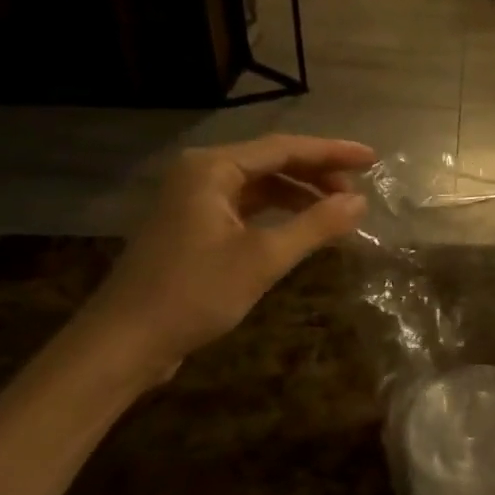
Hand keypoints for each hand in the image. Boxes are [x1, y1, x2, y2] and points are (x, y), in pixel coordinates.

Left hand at [74, 134, 376, 383]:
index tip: (373, 160)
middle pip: (272, 161)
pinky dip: (277, 214)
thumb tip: (360, 202)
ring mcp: (194, 200)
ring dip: (299, 195)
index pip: (285, 147)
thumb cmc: (193, 294)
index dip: (333, 152)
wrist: (121, 346)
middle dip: (317, 173)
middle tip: (358, 191)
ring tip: (337, 211)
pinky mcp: (193, 226)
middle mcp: (201, 173)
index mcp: (212, 167)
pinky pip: (246, 207)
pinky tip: (302, 229)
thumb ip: (315, 225)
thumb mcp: (263, 259)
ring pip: (260, 185)